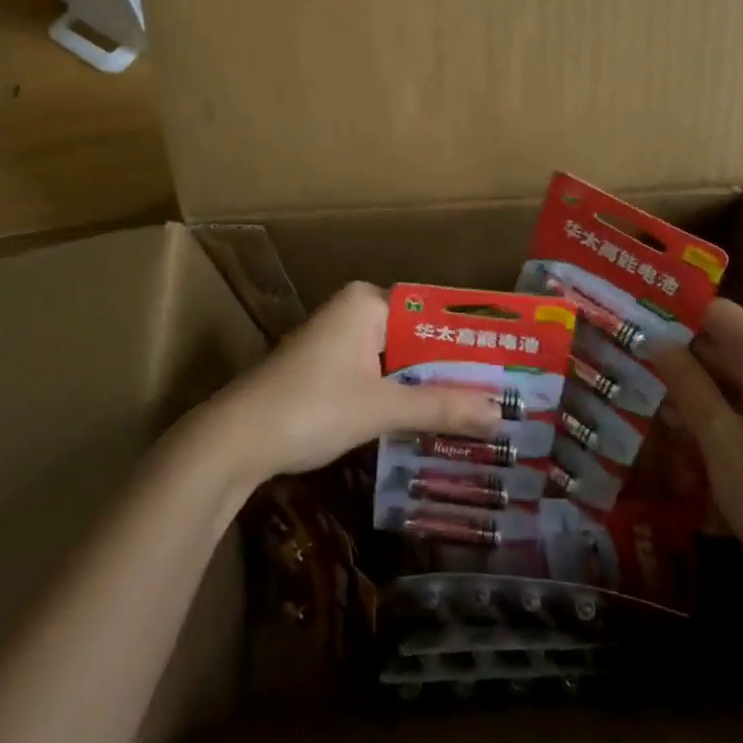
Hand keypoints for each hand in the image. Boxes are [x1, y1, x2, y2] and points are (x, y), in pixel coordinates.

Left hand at [205, 281, 503, 481]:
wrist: (235, 440)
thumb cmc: (310, 407)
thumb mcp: (379, 408)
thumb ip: (439, 407)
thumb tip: (500, 412)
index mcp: (367, 301)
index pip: (432, 313)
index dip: (469, 339)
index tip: (507, 362)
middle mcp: (355, 310)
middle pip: (417, 338)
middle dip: (452, 368)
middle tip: (503, 393)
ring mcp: (339, 340)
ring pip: (399, 360)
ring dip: (429, 386)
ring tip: (480, 409)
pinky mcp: (328, 368)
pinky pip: (379, 374)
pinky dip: (402, 395)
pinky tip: (432, 421)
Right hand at [653, 299, 742, 624]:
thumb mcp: (720, 441)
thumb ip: (687, 384)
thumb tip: (657, 341)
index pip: (717, 311)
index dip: (674, 314)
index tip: (633, 325)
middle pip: (725, 343)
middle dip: (679, 356)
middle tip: (628, 367)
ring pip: (734, 378)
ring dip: (694, 390)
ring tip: (646, 406)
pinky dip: (718, 414)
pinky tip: (684, 440)